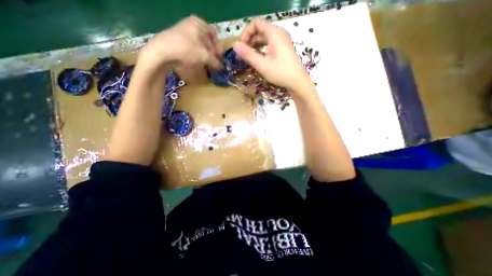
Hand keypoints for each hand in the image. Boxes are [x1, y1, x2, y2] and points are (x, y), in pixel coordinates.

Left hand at [139, 15, 222, 71]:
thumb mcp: (204, 56)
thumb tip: (221, 66)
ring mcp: (183, 30)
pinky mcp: (177, 38)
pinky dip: (196, 53)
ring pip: (199, 43)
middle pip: (206, 39)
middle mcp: (191, 24)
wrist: (162, 51)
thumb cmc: (187, 50)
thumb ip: (215, 61)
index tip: (219, 58)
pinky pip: (191, 45)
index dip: (218, 47)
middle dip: (211, 52)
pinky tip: (196, 61)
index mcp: (199, 23)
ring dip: (204, 54)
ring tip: (205, 63)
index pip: (214, 35)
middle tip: (213, 62)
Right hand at [233, 19, 310, 92]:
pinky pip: (269, 44)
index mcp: (274, 33)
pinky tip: (258, 59)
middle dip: (249, 41)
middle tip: (242, 55)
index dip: (245, 34)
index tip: (241, 47)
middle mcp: (278, 33)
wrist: (297, 81)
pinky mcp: (283, 48)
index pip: (255, 24)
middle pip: (259, 31)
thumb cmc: (280, 72)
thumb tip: (234, 46)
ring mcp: (282, 41)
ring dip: (254, 46)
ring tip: (248, 58)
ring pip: (264, 39)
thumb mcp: (262, 64)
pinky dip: (261, 50)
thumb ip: (248, 54)